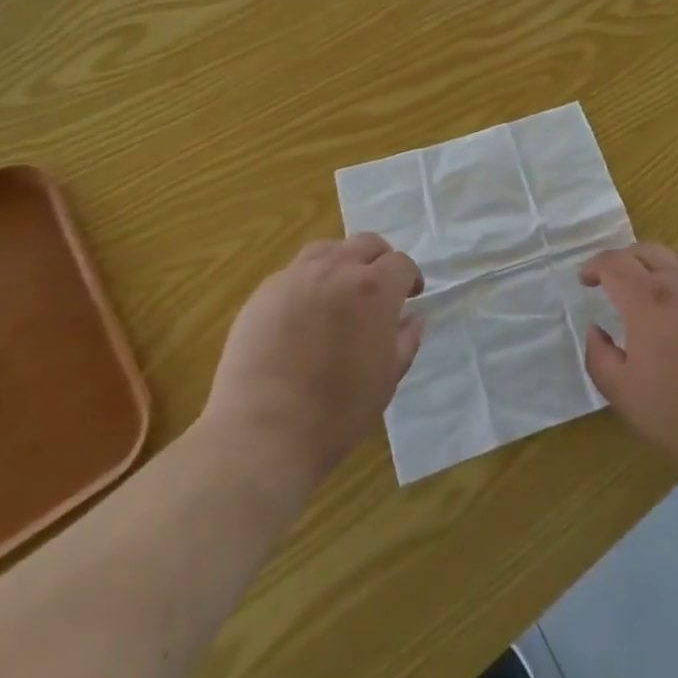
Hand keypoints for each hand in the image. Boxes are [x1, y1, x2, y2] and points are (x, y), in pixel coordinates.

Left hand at [202, 234, 423, 489]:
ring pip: (328, 250)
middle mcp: (337, 269)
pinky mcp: (264, 293)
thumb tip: (413, 318)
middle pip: (366, 244)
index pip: (401, 263)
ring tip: (340, 291)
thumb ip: (406, 340)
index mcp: (374, 288)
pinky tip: (303, 313)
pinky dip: (308, 282)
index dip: (410, 277)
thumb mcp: (387, 379)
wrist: (263, 433)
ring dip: (342, 263)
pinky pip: (294, 273)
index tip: (411, 295)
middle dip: (379, 261)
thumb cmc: (337, 411)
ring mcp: (296, 277)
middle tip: (379, 288)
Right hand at [580, 244, 677, 481]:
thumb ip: (599, 356)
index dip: (594, 266)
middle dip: (622, 259)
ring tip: (647, 284)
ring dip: (654, 262)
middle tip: (611, 279)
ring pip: (677, 256)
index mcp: (647, 300)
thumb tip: (596, 330)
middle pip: (645, 251)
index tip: (585, 280)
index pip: (614, 264)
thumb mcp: (623, 394)